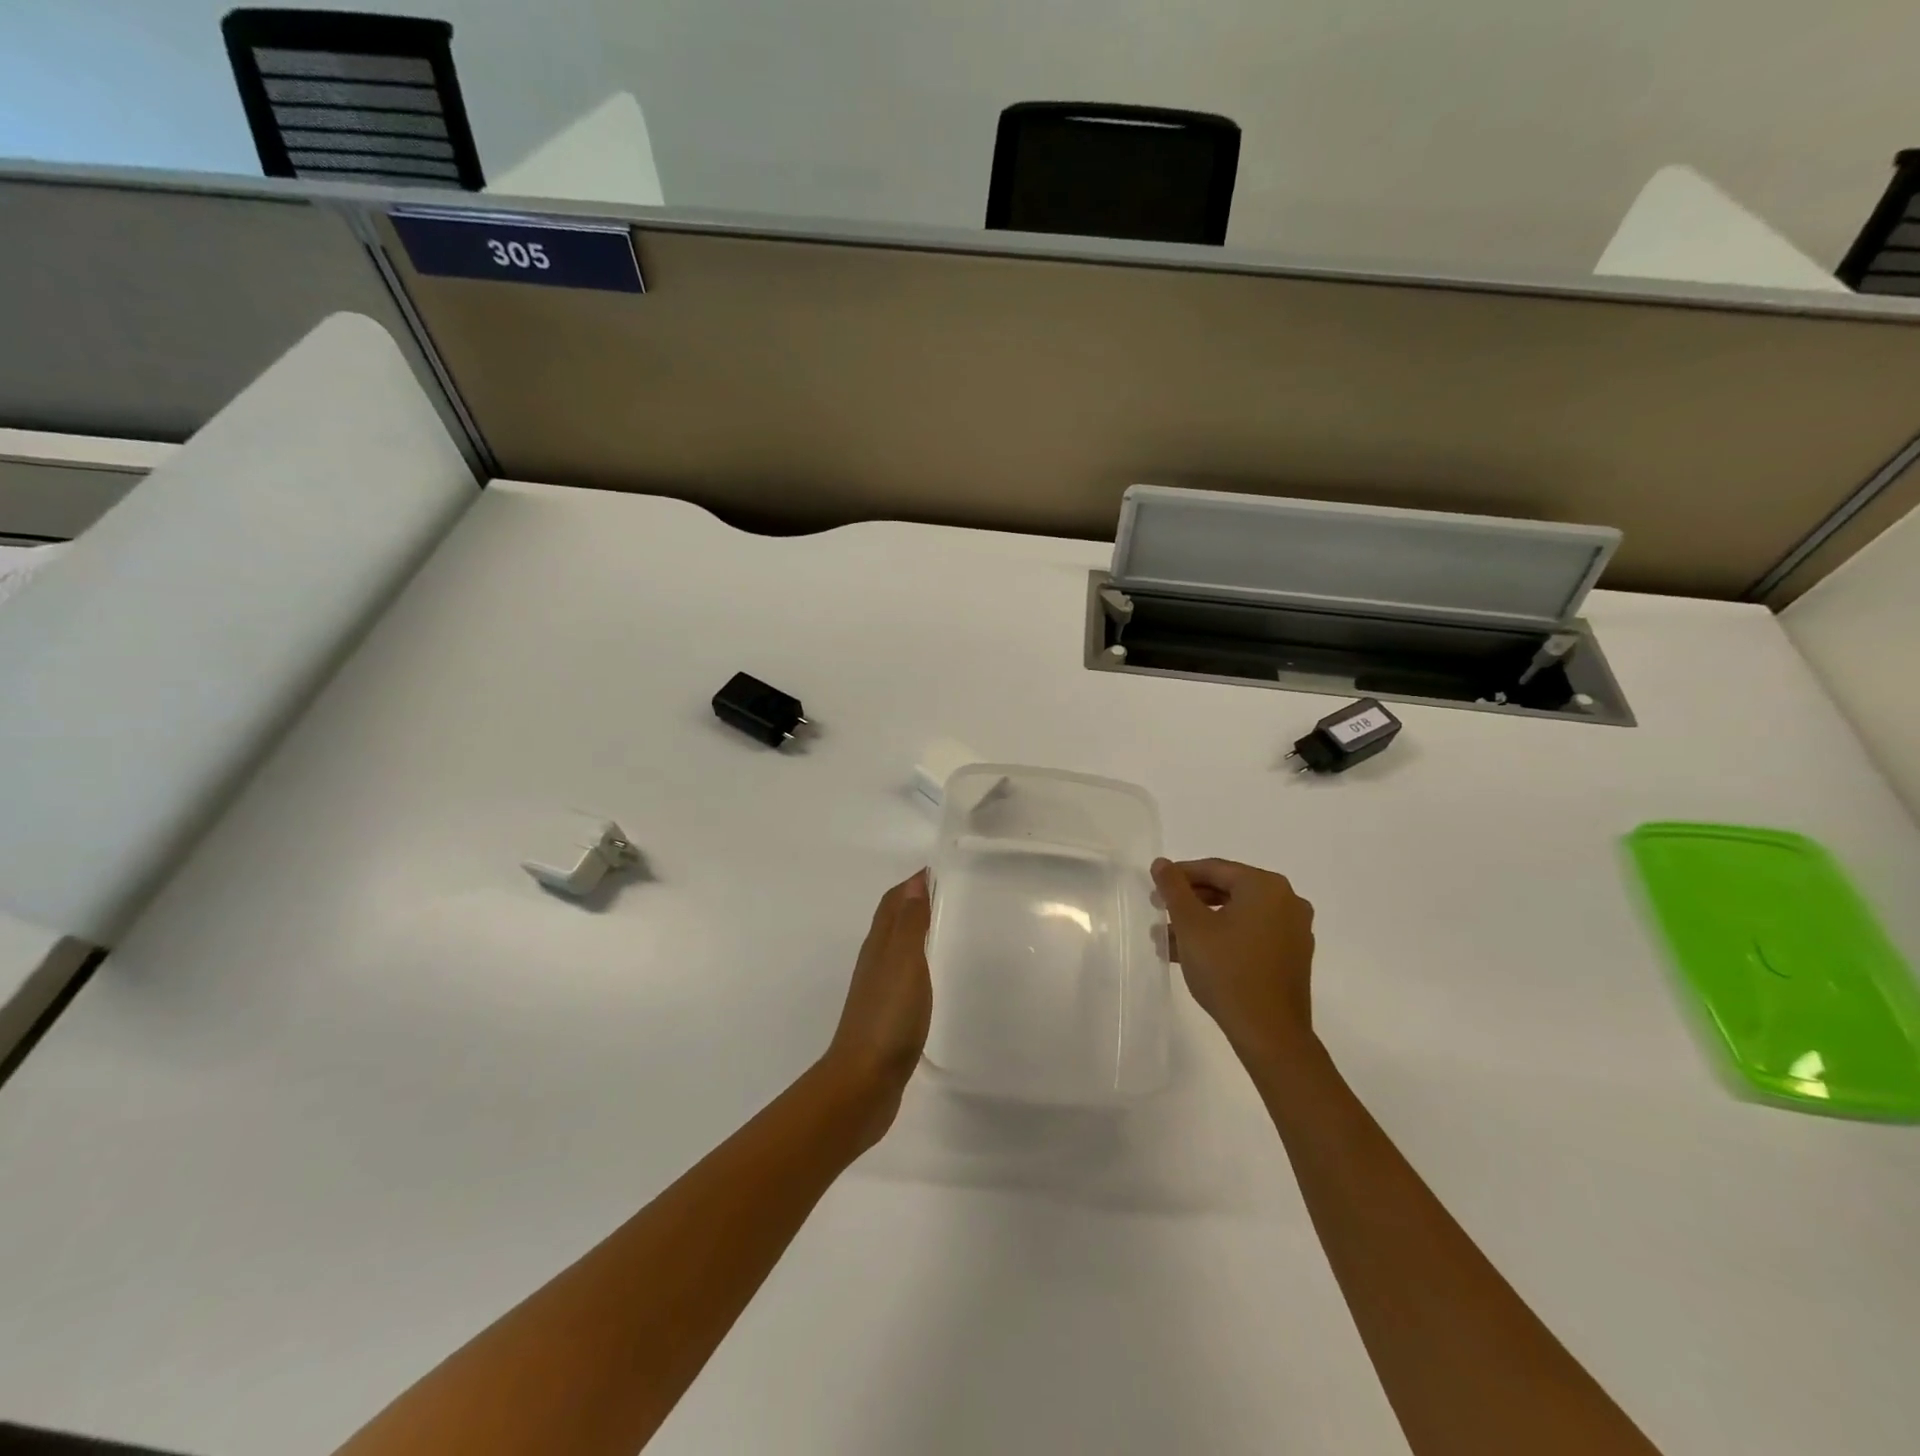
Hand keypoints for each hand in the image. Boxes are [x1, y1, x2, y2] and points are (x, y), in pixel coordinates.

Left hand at [822, 871, 932, 1145]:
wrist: (864, 1082)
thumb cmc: (887, 1017)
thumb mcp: (903, 963)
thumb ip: (909, 924)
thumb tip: (915, 881)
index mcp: (879, 945)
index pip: (894, 901)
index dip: (915, 883)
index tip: (946, 871)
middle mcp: (876, 961)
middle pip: (895, 921)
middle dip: (920, 902)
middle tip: (958, 896)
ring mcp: (881, 990)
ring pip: (900, 948)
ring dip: (921, 932)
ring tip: (955, 929)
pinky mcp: (890, 1016)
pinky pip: (907, 976)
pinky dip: (923, 964)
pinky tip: (940, 976)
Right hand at [1152, 857, 1315, 1058]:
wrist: (1270, 1034)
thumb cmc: (1227, 971)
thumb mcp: (1191, 926)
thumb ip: (1174, 889)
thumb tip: (1161, 863)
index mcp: (1265, 886)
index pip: (1214, 869)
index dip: (1179, 877)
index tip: (1154, 891)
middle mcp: (1287, 901)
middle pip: (1227, 890)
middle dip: (1190, 903)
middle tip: (1160, 913)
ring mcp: (1293, 930)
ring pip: (1237, 915)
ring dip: (1202, 923)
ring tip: (1169, 941)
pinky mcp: (1292, 956)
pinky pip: (1251, 934)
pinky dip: (1223, 937)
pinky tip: (1195, 955)